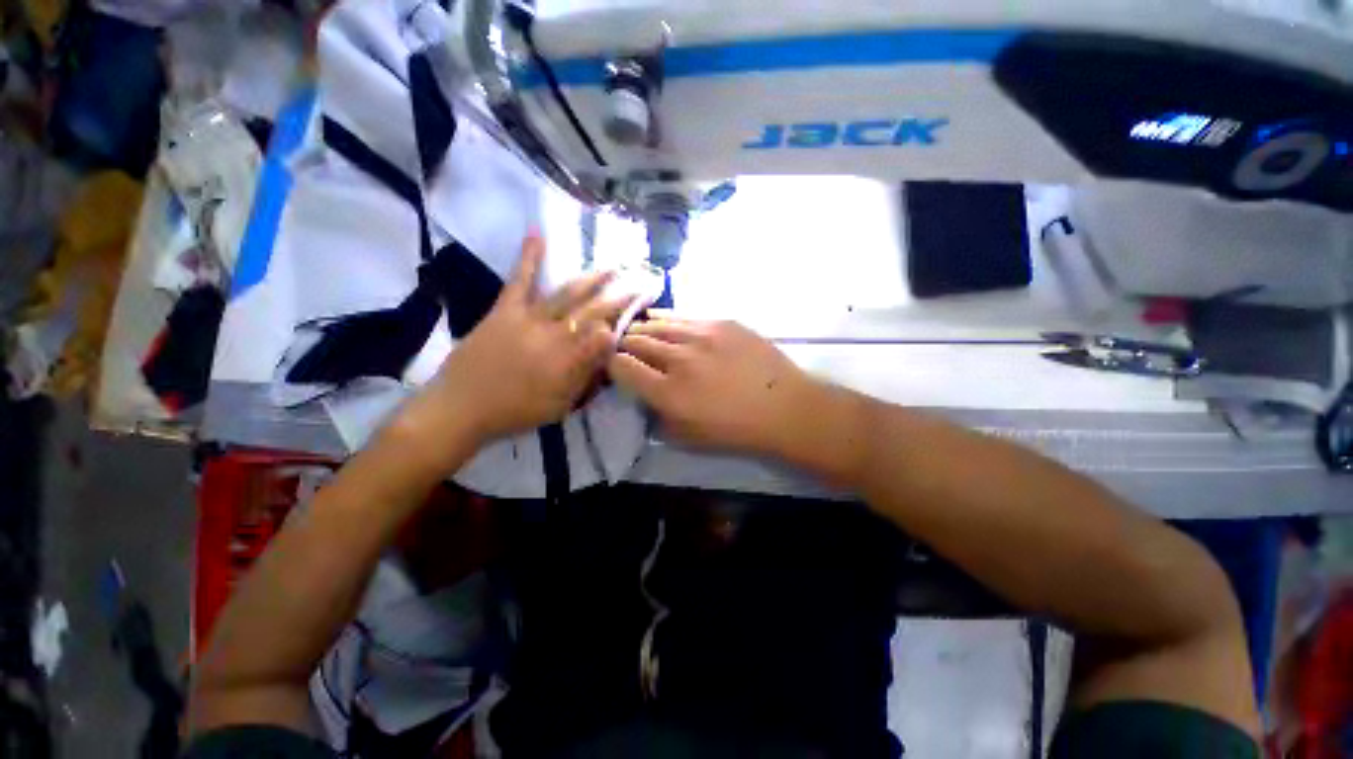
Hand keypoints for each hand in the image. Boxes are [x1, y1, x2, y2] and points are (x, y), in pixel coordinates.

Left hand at [398, 235, 632, 457]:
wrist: (462, 407)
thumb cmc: (516, 411)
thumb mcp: (560, 405)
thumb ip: (586, 374)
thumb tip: (609, 342)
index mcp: (569, 359)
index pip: (605, 333)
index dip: (623, 318)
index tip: (639, 306)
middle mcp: (554, 334)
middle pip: (592, 311)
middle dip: (617, 297)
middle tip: (636, 283)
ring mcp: (529, 318)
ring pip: (567, 294)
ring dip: (591, 279)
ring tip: (611, 267)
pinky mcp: (505, 310)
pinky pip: (519, 280)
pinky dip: (528, 256)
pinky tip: (537, 234)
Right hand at [608, 313, 824, 456]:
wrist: (784, 407)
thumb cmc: (736, 431)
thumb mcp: (688, 438)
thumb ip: (657, 418)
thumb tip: (644, 396)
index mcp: (668, 393)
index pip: (622, 367)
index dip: (613, 365)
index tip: (617, 367)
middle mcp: (679, 359)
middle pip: (635, 341)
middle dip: (624, 345)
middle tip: (625, 349)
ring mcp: (701, 335)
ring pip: (656, 324)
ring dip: (642, 329)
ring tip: (640, 333)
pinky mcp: (721, 322)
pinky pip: (682, 315)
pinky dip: (665, 318)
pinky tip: (659, 318)